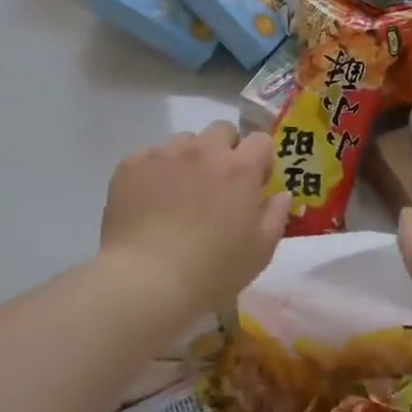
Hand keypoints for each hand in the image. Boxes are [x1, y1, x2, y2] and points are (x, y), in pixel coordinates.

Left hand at [100, 122, 289, 315]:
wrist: (146, 280)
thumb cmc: (212, 271)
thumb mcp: (260, 251)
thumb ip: (275, 215)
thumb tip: (280, 194)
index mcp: (240, 168)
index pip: (260, 140)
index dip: (260, 160)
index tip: (254, 184)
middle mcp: (203, 151)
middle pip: (221, 131)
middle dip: (225, 150)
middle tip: (217, 185)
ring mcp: (164, 154)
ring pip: (184, 141)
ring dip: (189, 159)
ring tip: (179, 194)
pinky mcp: (131, 164)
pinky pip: (150, 156)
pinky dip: (155, 171)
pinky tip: (150, 201)